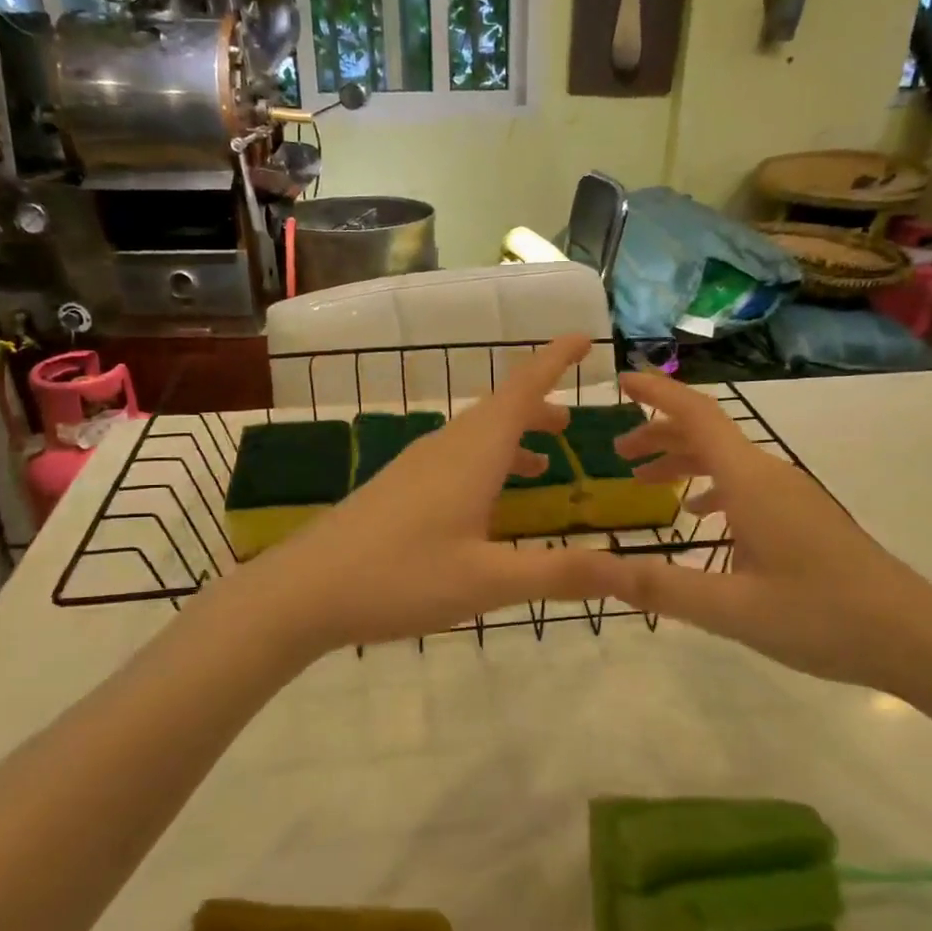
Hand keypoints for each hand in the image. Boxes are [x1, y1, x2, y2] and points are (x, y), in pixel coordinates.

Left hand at [244, 336, 622, 652]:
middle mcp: (444, 448)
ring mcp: (415, 466)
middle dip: (539, 405)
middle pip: (499, 409)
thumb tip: (629, 568)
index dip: (554, 361)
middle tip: (573, 419)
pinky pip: (455, 459)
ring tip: (545, 461)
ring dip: (513, 436)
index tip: (583, 338)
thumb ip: (559, 573)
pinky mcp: (396, 489)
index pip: (522, 390)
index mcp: (471, 454)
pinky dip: (486, 463)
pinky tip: (486, 502)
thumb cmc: (399, 578)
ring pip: (475, 436)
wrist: (302, 592)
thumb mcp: (487, 581)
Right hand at [598, 368, 931, 693]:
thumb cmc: (821, 615)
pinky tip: (700, 517)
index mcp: (751, 482)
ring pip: (728, 460)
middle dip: (660, 434)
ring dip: (684, 461)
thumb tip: (594, 569)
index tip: (621, 380)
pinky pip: (746, 484)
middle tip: (618, 453)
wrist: (913, 635)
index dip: (657, 393)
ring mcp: (791, 495)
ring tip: (646, 483)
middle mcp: (771, 475)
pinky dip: (712, 487)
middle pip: (708, 434)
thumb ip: (660, 587)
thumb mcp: (731, 608)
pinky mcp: (803, 517)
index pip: (697, 416)